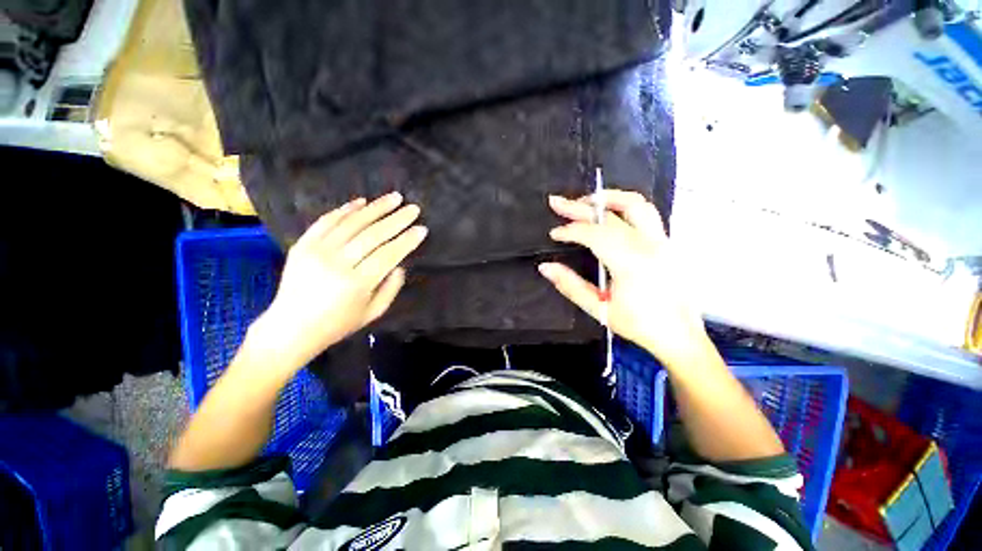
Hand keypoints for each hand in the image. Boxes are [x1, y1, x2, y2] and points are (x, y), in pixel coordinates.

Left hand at [253, 192, 426, 367]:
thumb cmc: (338, 324)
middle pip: (373, 235)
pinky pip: (326, 221)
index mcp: (357, 283)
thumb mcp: (373, 313)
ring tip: (394, 198)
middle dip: (397, 220)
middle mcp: (337, 263)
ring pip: (352, 223)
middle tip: (413, 208)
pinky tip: (362, 201)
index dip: (407, 240)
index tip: (422, 229)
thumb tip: (399, 265)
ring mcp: (317, 251)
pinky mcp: (303, 245)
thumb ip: (391, 288)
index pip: (388, 254)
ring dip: (376, 208)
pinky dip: (345, 209)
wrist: (291, 327)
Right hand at [539, 190, 706, 365]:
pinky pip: (645, 213)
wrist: (680, 335)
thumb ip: (570, 286)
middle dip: (579, 207)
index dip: (570, 230)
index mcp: (631, 263)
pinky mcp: (667, 242)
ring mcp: (662, 240)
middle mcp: (649, 245)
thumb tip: (546, 267)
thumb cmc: (639, 325)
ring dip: (606, 198)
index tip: (554, 234)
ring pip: (635, 204)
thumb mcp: (599, 309)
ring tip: (584, 202)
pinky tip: (609, 213)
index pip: (595, 234)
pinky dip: (622, 206)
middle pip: (610, 215)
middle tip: (557, 202)